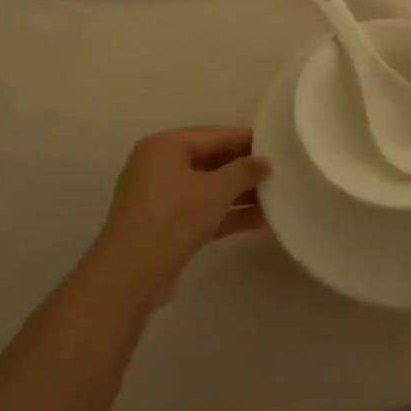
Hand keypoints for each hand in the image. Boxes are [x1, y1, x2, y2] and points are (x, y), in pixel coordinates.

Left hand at [89, 127, 269, 308]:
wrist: (131, 275)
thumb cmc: (174, 217)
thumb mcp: (216, 190)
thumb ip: (244, 171)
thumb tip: (264, 162)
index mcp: (164, 146)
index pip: (213, 135)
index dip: (245, 139)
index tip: (276, 144)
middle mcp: (157, 166)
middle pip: (209, 161)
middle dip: (242, 169)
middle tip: (278, 171)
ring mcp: (158, 198)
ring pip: (206, 189)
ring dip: (238, 195)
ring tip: (275, 197)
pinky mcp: (163, 226)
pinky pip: (199, 211)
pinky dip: (225, 214)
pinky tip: (258, 221)